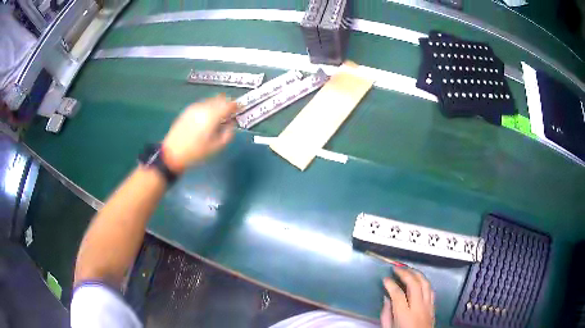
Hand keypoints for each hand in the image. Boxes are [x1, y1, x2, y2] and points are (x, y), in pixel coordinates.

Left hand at [162, 94, 238, 172]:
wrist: (172, 153)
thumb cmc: (196, 152)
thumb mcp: (216, 147)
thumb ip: (228, 133)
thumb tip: (231, 124)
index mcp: (212, 116)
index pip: (228, 104)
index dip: (236, 106)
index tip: (241, 109)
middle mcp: (203, 108)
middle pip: (220, 99)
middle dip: (228, 104)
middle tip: (232, 111)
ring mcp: (194, 108)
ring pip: (211, 100)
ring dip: (218, 105)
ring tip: (220, 114)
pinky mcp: (187, 111)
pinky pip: (202, 104)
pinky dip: (209, 107)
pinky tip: (208, 116)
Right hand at [380, 267, 434, 327]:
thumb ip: (386, 313)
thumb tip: (386, 298)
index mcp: (404, 315)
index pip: (397, 294)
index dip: (390, 284)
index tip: (385, 279)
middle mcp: (418, 308)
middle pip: (414, 284)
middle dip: (405, 273)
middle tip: (396, 268)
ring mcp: (428, 307)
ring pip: (425, 284)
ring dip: (417, 274)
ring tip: (408, 269)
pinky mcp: (433, 307)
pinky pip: (431, 290)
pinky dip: (424, 282)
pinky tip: (419, 281)